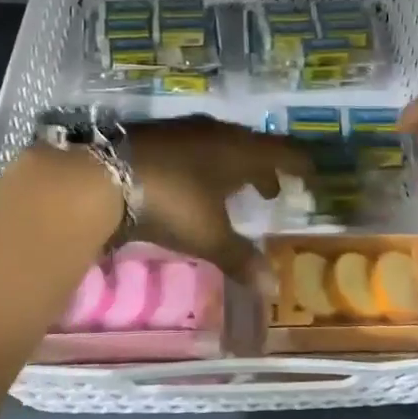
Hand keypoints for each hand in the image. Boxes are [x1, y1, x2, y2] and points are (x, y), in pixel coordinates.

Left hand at [126, 117, 311, 280]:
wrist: (106, 176)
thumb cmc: (173, 203)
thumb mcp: (209, 235)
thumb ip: (241, 258)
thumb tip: (273, 288)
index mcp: (240, 151)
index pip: (282, 152)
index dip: (299, 164)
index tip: (311, 175)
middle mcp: (218, 133)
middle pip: (252, 147)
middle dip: (265, 168)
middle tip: (272, 191)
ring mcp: (185, 130)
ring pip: (221, 145)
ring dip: (234, 166)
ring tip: (235, 189)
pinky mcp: (157, 135)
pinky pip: (195, 147)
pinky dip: (205, 164)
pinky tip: (195, 183)